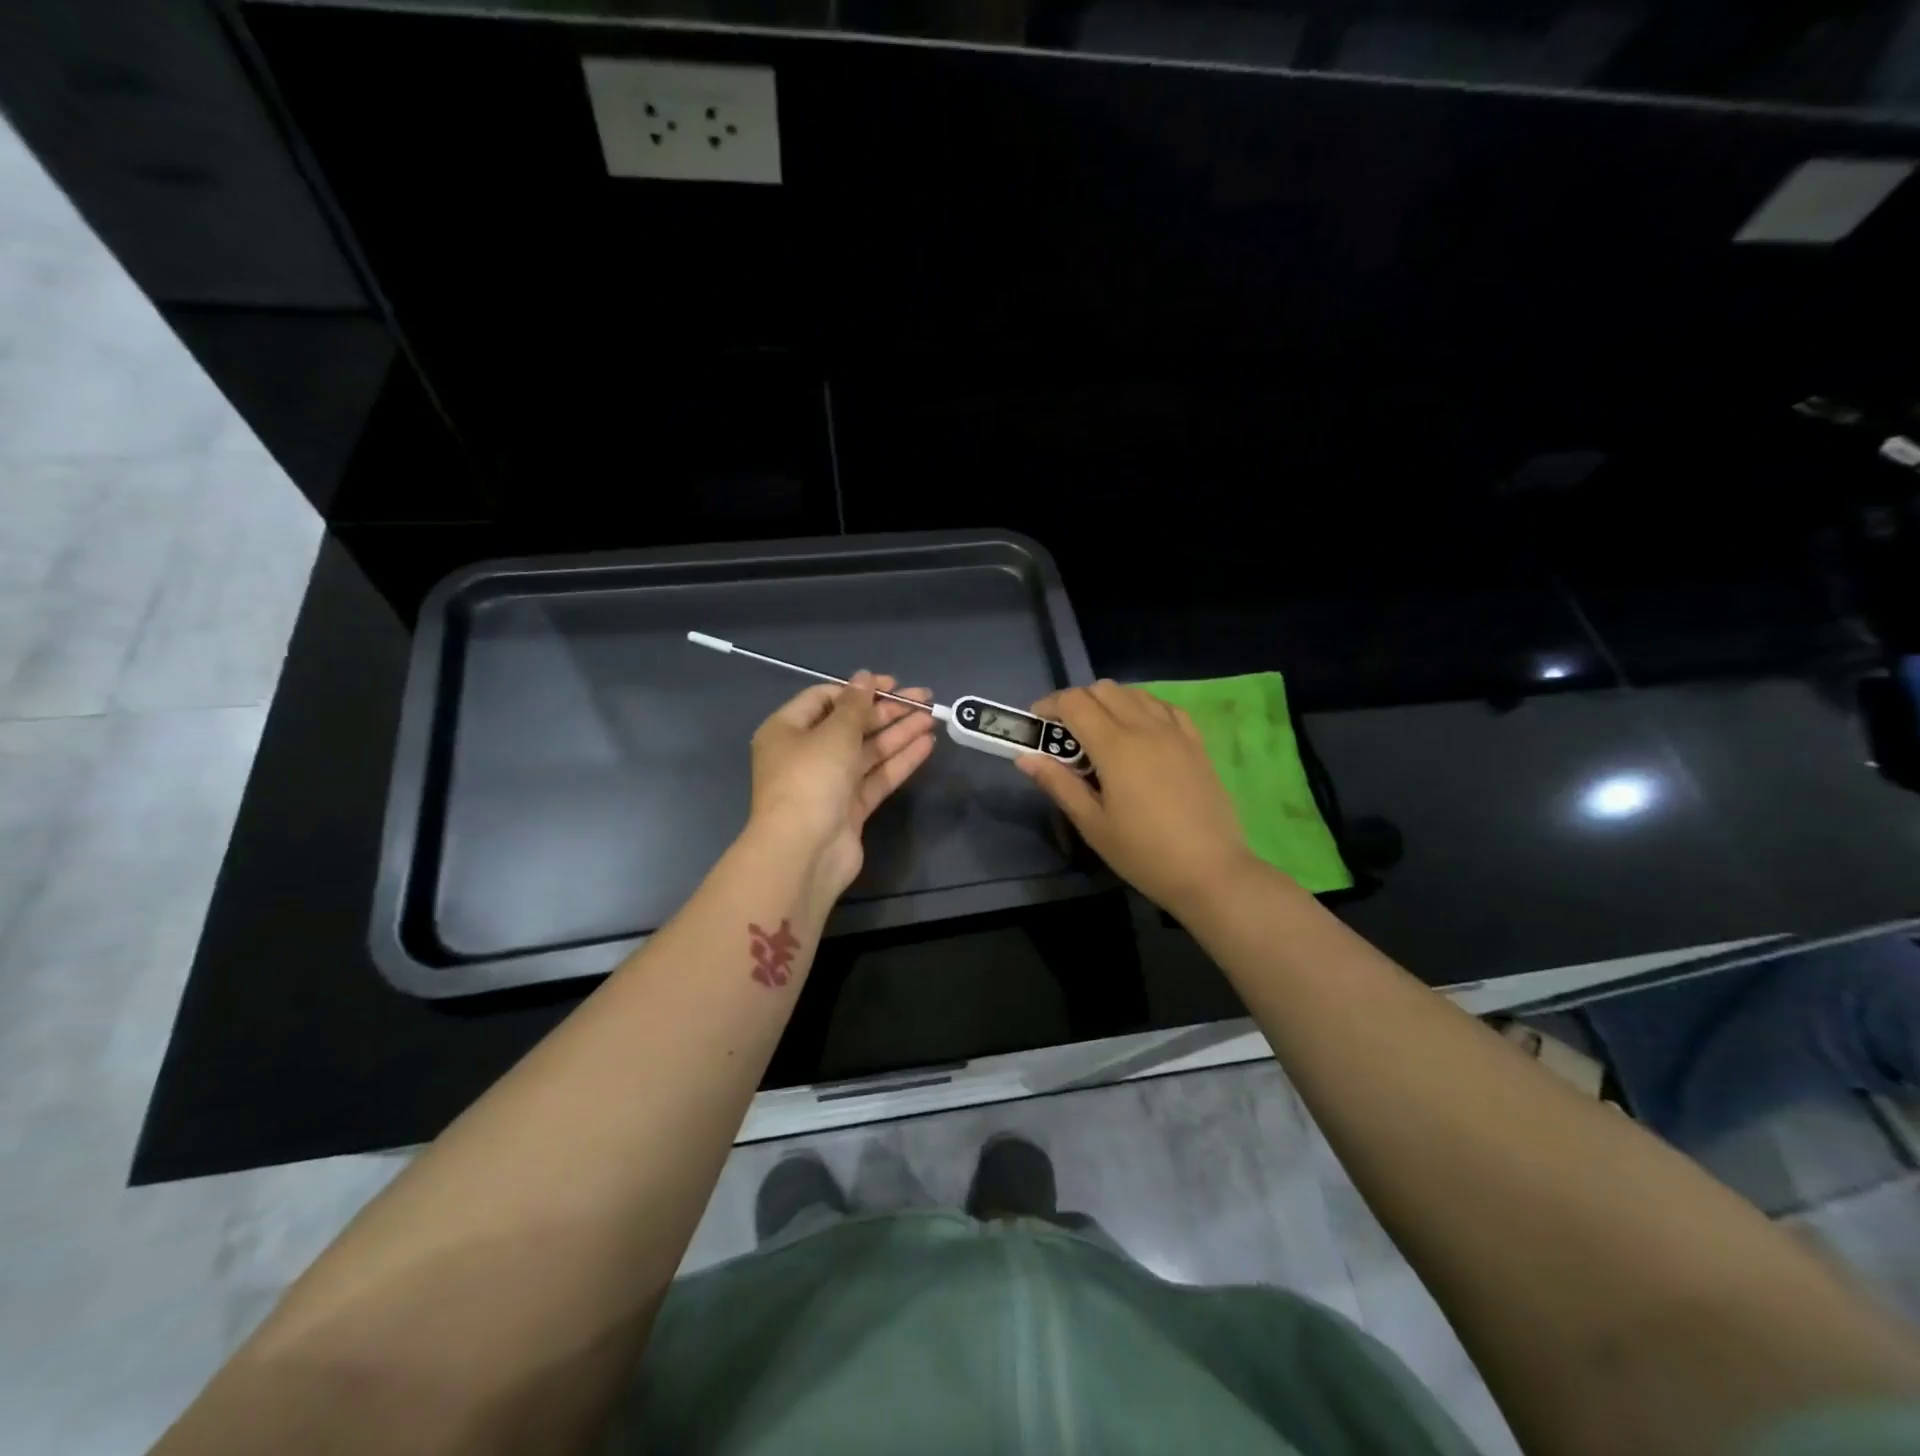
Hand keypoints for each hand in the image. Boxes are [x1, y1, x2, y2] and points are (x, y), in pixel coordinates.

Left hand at [749, 672, 937, 898]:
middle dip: (887, 711)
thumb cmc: (810, 779)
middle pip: (850, 725)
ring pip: (867, 751)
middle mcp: (805, 754)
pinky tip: (926, 745)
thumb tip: (864, 676)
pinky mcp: (849, 808)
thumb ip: (855, 704)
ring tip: (932, 719)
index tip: (893, 684)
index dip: (859, 689)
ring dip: (898, 734)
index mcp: (787, 730)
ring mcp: (828, 783)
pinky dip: (899, 761)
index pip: (825, 699)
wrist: (804, 852)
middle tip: (924, 700)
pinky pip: (876, 777)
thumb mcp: (834, 733)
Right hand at [1018, 680, 1256, 916]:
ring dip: (1109, 702)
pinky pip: (1164, 707)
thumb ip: (1058, 784)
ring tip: (1100, 734)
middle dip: (1077, 702)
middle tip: (1065, 734)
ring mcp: (1175, 731)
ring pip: (1134, 693)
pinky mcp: (1196, 742)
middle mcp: (1145, 727)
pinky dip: (1142, 708)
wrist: (1211, 871)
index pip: (1074, 702)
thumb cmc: (1143, 853)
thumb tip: (1025, 757)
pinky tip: (1139, 733)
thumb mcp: (1092, 824)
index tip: (1038, 725)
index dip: (1049, 706)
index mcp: (1115, 746)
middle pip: (1103, 689)